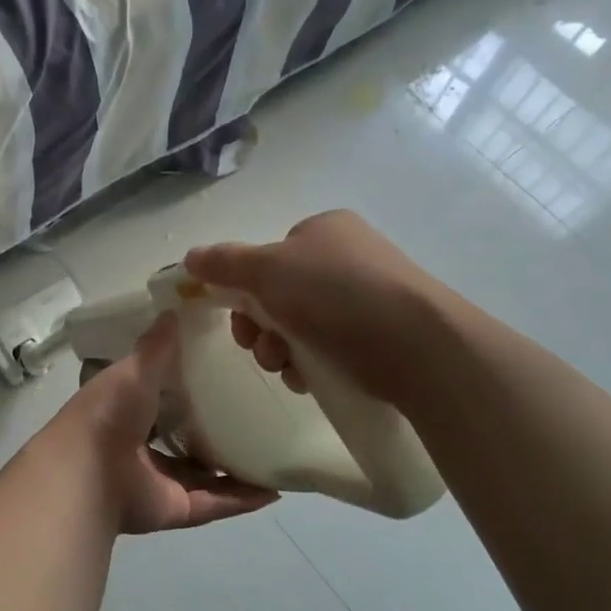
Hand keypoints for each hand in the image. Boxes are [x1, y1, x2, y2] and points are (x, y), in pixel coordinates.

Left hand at [53, 314, 277, 535]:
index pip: (162, 394)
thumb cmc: (110, 412)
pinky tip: (274, 489)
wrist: (90, 472)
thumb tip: (175, 310)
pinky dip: (242, 499)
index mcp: (128, 409)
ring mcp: (159, 479)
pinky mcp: (175, 508)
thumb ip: (156, 346)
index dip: (188, 384)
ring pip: (204, 474)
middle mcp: (143, 445)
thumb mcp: (135, 369)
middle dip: (215, 428)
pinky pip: (215, 503)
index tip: (225, 369)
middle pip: (185, 436)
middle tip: (258, 411)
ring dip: (235, 467)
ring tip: (273, 450)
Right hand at [183, 210, 439, 405]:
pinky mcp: (385, 335)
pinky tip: (312, 379)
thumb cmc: (336, 295)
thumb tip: (190, 257)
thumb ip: (224, 263)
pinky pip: (332, 348)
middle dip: (262, 328)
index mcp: (324, 230)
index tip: (240, 320)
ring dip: (282, 351)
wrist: (420, 346)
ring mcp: (370, 297)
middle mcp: (348, 257)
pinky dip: (313, 364)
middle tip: (263, 350)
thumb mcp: (268, 270)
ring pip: (302, 326)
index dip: (245, 290)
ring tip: (290, 369)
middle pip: (280, 295)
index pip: (269, 258)